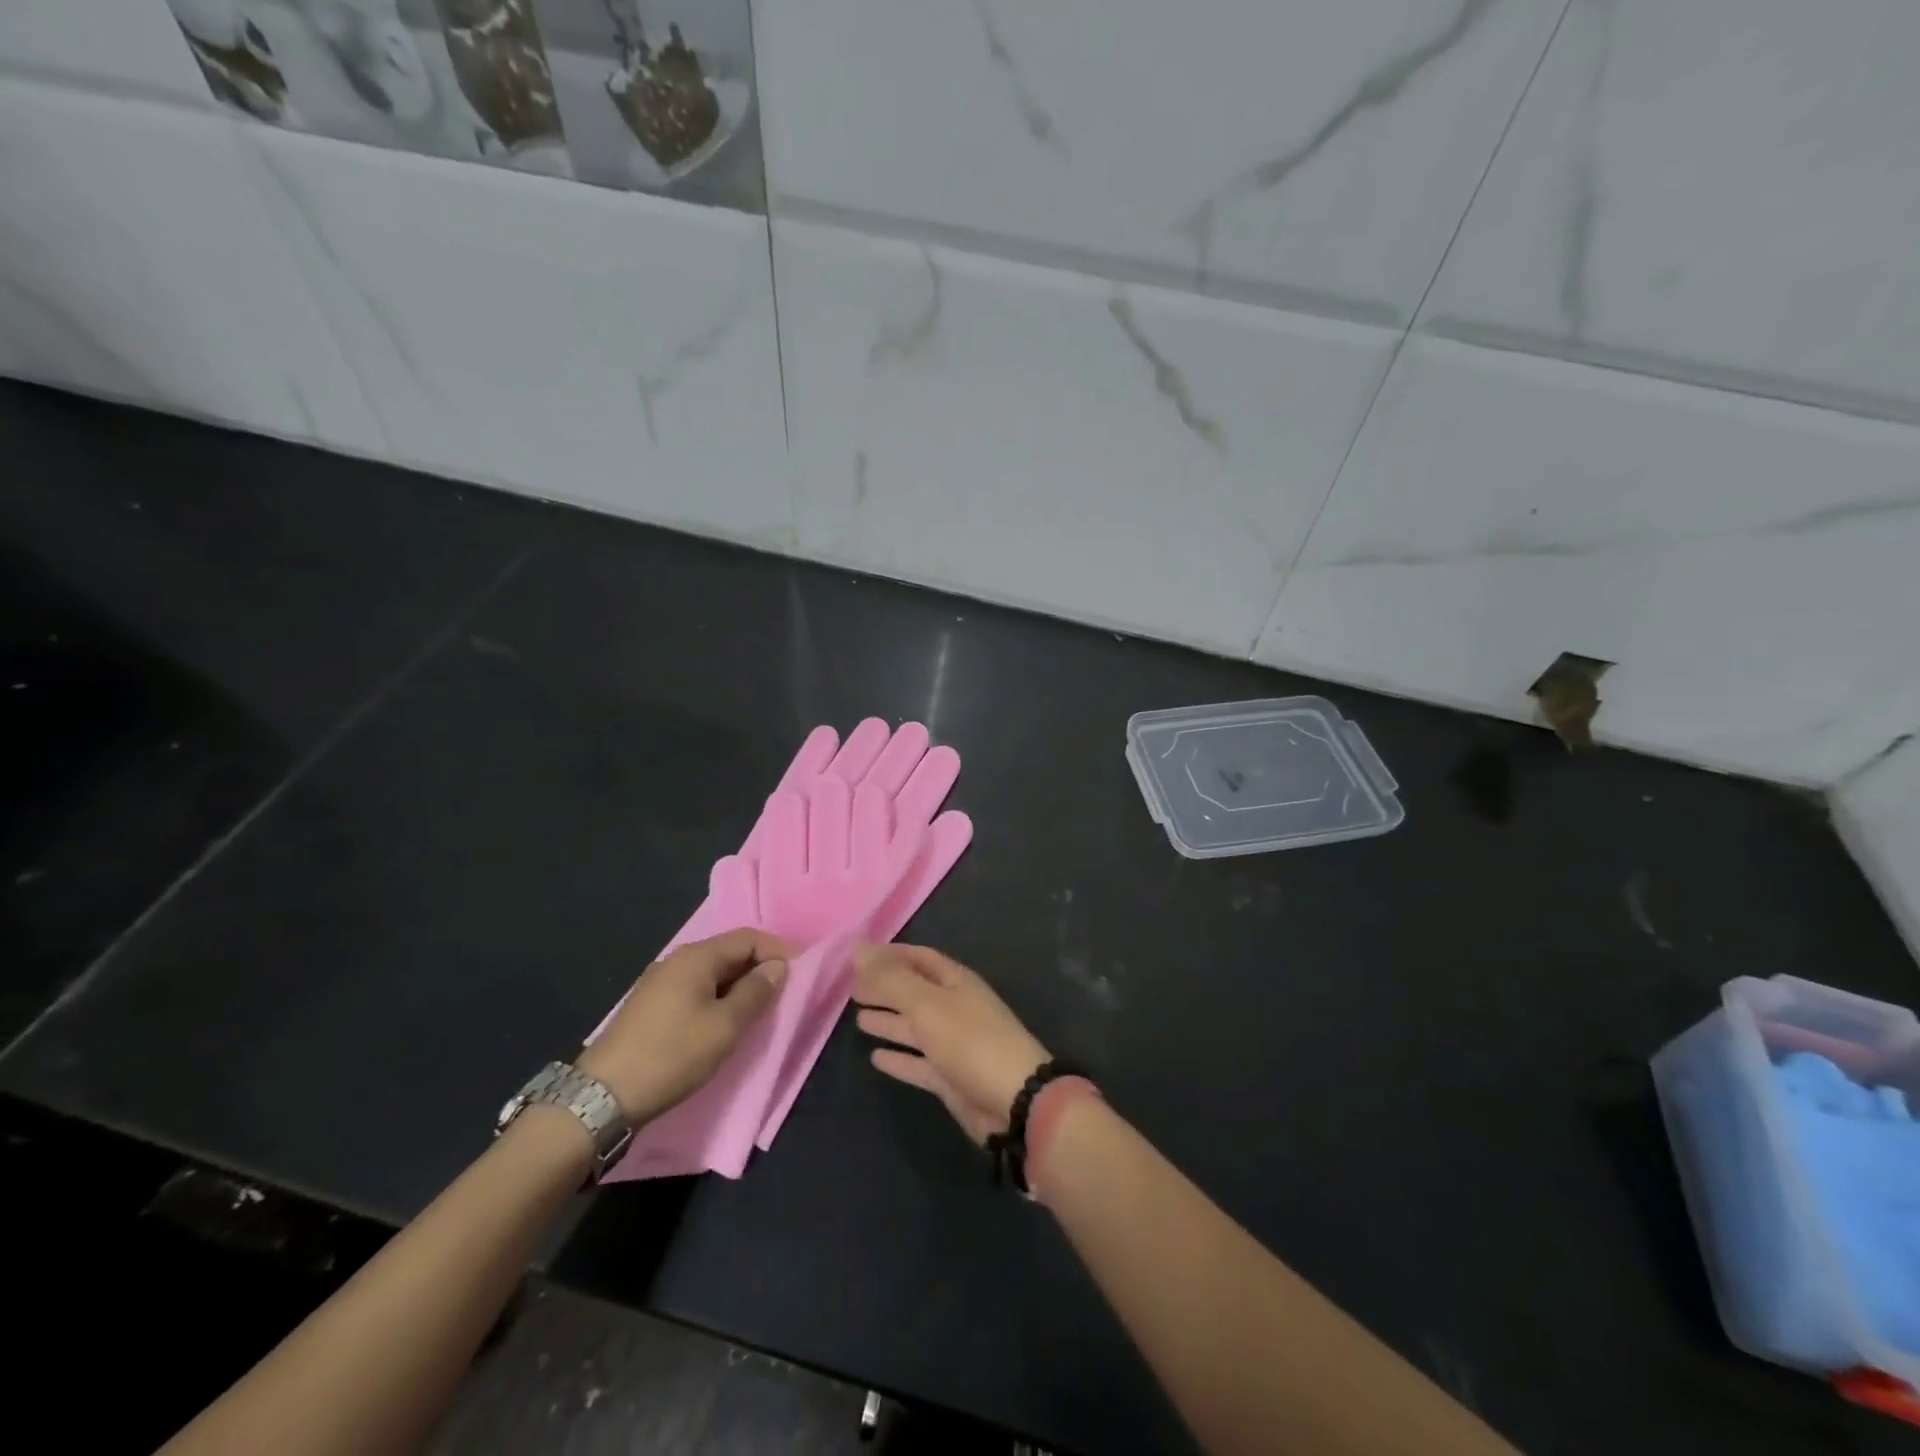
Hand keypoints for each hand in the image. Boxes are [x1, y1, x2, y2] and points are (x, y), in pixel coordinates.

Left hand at [578, 929, 792, 1124]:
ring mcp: (660, 983)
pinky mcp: (651, 1007)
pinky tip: (726, 1019)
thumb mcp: (725, 1026)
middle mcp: (677, 961)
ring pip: (712, 972)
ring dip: (739, 984)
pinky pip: (696, 989)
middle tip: (785, 989)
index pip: (748, 938)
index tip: (802, 969)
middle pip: (729, 951)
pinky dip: (719, 996)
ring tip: (761, 1006)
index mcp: (696, 957)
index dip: (777, 949)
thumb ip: (755, 992)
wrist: (602, 1097)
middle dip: (759, 966)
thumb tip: (778, 967)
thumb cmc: (672, 1055)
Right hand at [853, 944, 1048, 1144]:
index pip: (918, 958)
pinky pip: (918, 1063)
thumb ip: (890, 979)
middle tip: (850, 989)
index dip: (890, 955)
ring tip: (857, 1018)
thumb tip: (857, 947)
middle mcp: (954, 1007)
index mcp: (955, 981)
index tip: (857, 957)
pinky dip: (898, 1058)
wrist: (1013, 1101)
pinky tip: (875, 1057)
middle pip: (914, 992)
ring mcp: (953, 1044)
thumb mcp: (926, 1003)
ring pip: (914, 1027)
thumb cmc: (970, 1041)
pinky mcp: (950, 1078)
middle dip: (885, 988)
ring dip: (888, 1021)